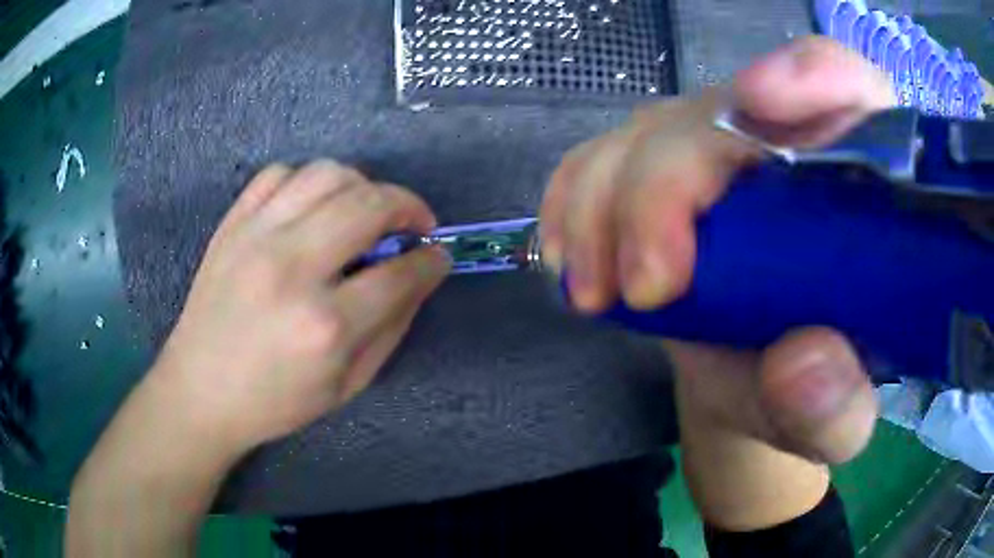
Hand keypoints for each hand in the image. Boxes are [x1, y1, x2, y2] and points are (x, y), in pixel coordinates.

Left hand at [154, 161, 448, 452]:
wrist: (201, 390)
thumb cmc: (276, 401)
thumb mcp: (347, 384)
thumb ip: (392, 326)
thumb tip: (421, 275)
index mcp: (326, 325)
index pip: (401, 273)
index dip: (431, 260)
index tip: (438, 255)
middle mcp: (292, 268)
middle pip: (369, 204)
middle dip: (408, 207)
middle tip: (413, 225)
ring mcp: (256, 238)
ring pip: (327, 174)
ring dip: (362, 185)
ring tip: (365, 210)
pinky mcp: (232, 225)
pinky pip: (279, 174)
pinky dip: (307, 181)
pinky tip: (312, 207)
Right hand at [540, 37, 891, 463]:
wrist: (756, 381)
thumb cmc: (816, 391)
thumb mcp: (837, 423)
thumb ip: (838, 407)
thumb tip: (800, 363)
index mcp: (863, 180)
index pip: (848, 83)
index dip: (810, 74)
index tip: (761, 103)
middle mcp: (790, 142)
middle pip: (722, 113)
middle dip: (669, 186)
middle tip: (647, 287)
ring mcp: (717, 148)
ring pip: (648, 134)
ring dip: (606, 207)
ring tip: (598, 294)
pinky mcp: (659, 168)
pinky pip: (599, 156)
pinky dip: (572, 202)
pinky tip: (571, 259)